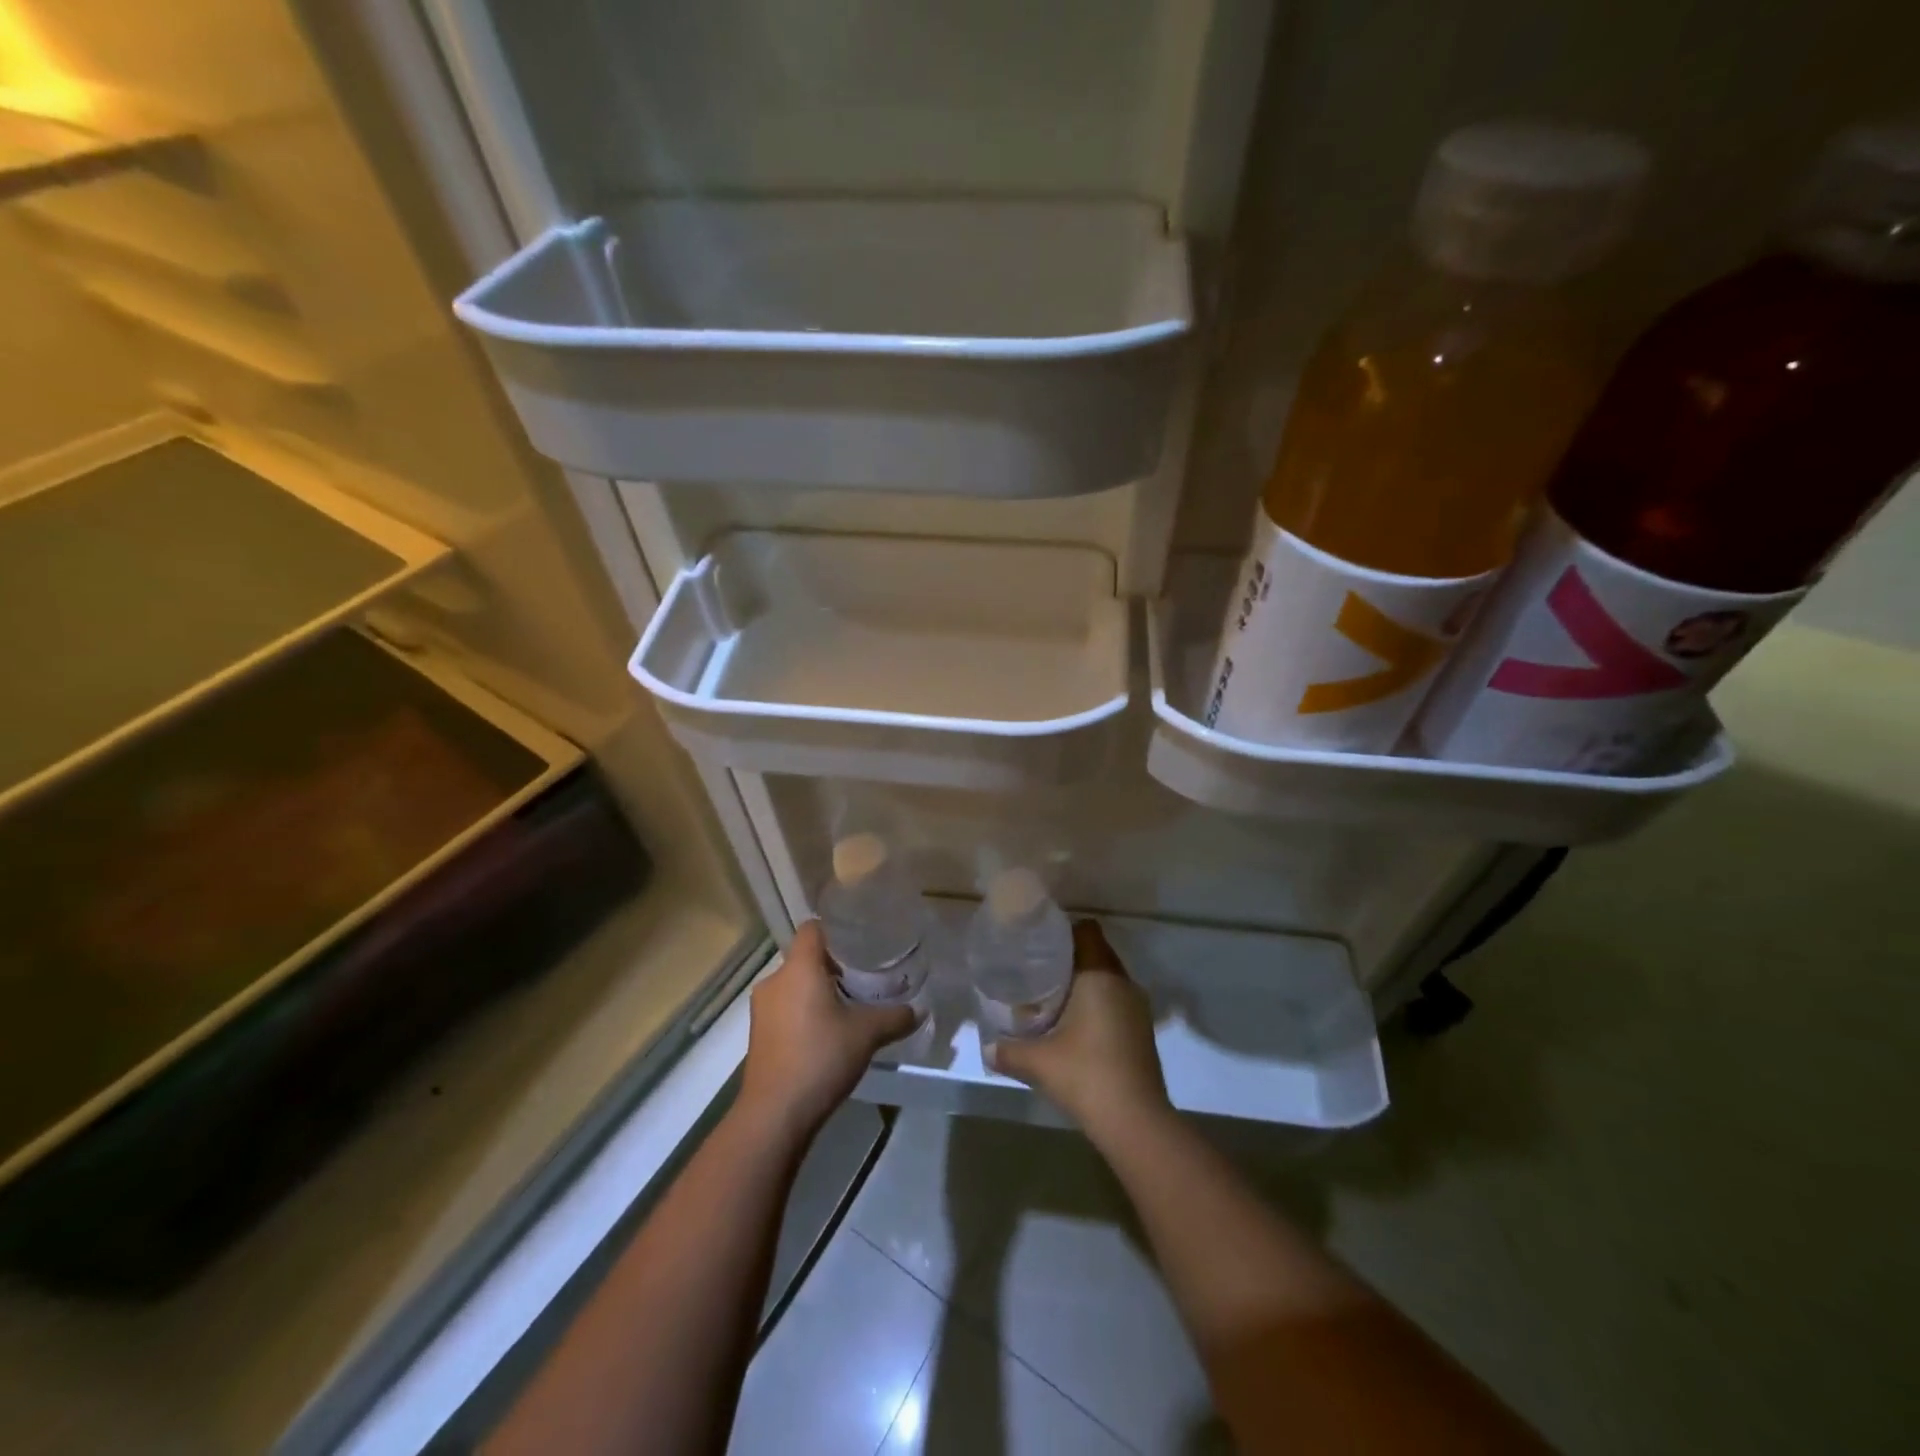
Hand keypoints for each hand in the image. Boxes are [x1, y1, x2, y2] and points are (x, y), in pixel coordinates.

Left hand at [737, 920, 915, 1144]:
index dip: (836, 929)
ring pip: (794, 985)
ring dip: (818, 991)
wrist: (775, 1114)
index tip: (860, 939)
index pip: (813, 928)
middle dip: (833, 965)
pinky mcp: (758, 1035)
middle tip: (863, 975)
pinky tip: (827, 1033)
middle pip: (805, 957)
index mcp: (798, 968)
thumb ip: (895, 1017)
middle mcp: (775, 980)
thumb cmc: (821, 1058)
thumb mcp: (867, 1034)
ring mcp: (762, 1009)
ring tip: (848, 1005)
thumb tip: (919, 1010)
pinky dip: (805, 1012)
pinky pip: (785, 1009)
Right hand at [992, 920, 1170, 1141]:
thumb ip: (1008, 1050)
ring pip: (1107, 978)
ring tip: (1051, 996)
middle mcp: (1123, 983)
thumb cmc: (1086, 1075)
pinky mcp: (1142, 1030)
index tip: (1039, 941)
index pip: (1087, 930)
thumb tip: (986, 1048)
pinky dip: (1097, 1003)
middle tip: (1036, 969)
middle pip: (1096, 952)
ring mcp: (1137, 1007)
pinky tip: (1074, 1024)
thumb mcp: (1038, 1062)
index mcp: (1100, 975)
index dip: (1064, 930)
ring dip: (1084, 982)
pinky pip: (1116, 1000)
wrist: (1136, 1122)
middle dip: (1069, 957)